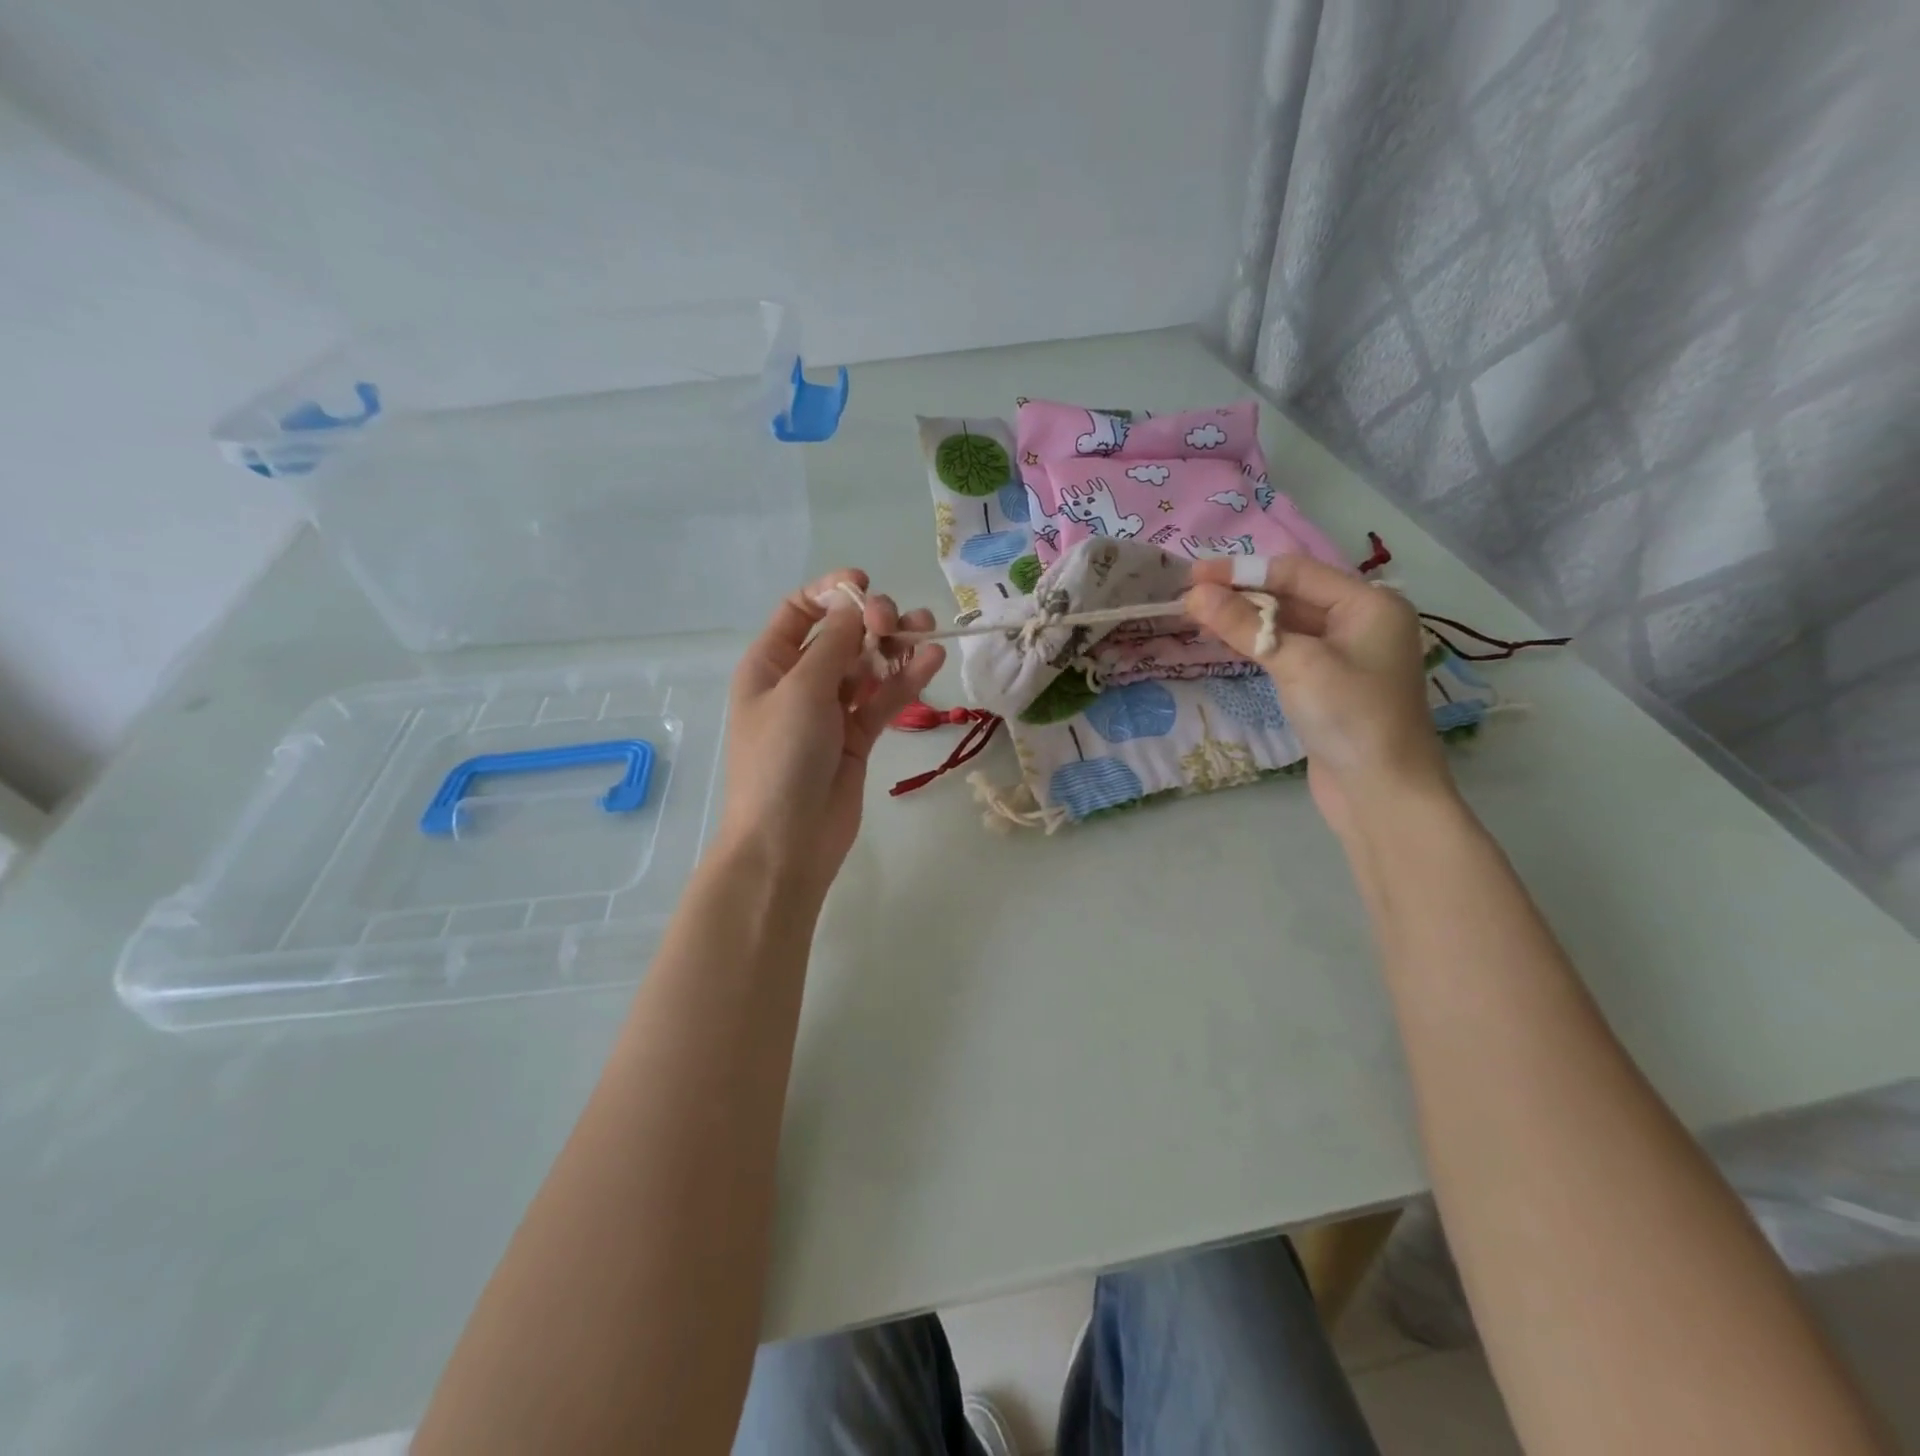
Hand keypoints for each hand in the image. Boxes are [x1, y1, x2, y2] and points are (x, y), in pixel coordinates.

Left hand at [717, 569, 945, 896]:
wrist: (787, 842)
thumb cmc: (781, 759)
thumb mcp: (801, 691)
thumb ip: (833, 644)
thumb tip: (854, 607)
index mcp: (769, 664)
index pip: (799, 612)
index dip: (831, 593)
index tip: (865, 586)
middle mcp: (798, 682)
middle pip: (840, 635)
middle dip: (870, 621)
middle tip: (894, 624)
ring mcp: (830, 710)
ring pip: (867, 666)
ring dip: (895, 647)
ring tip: (927, 632)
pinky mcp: (858, 737)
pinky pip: (883, 699)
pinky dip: (905, 680)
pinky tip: (932, 660)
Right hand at [1185, 555, 1452, 837]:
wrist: (1382, 793)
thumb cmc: (1350, 718)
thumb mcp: (1296, 664)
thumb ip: (1244, 625)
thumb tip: (1194, 594)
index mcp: (1369, 604)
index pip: (1295, 573)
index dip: (1242, 571)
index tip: (1192, 575)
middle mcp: (1360, 621)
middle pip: (1291, 594)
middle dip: (1241, 594)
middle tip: (1189, 597)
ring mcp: (1344, 654)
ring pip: (1286, 623)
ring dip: (1245, 619)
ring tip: (1198, 615)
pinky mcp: (1327, 683)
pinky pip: (1287, 650)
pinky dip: (1257, 643)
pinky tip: (1226, 641)